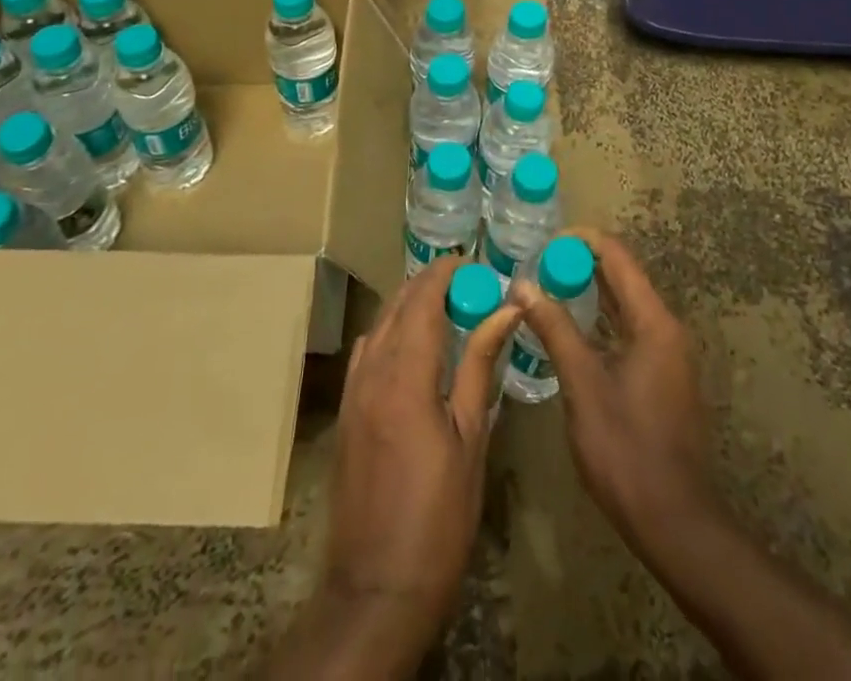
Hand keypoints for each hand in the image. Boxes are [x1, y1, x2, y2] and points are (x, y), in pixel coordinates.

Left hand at [274, 256, 522, 676]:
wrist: (376, 588)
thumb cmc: (438, 515)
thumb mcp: (470, 437)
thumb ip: (480, 365)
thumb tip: (505, 310)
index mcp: (405, 375)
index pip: (422, 299)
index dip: (445, 272)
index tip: (473, 262)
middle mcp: (371, 372)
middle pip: (397, 305)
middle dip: (429, 284)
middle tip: (467, 283)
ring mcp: (352, 392)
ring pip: (379, 325)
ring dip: (408, 306)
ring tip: (445, 308)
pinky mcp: (345, 413)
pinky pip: (367, 352)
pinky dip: (390, 332)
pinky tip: (414, 349)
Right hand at [516, 231, 715, 549]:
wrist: (675, 521)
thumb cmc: (627, 450)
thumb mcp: (583, 386)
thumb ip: (555, 329)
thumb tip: (523, 285)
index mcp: (654, 321)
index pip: (618, 256)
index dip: (581, 242)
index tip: (543, 244)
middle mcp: (666, 328)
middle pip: (623, 277)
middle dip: (581, 266)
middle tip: (536, 266)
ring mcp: (668, 354)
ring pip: (626, 306)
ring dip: (590, 293)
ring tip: (546, 290)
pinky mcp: (662, 377)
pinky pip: (629, 331)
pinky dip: (600, 321)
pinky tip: (570, 331)